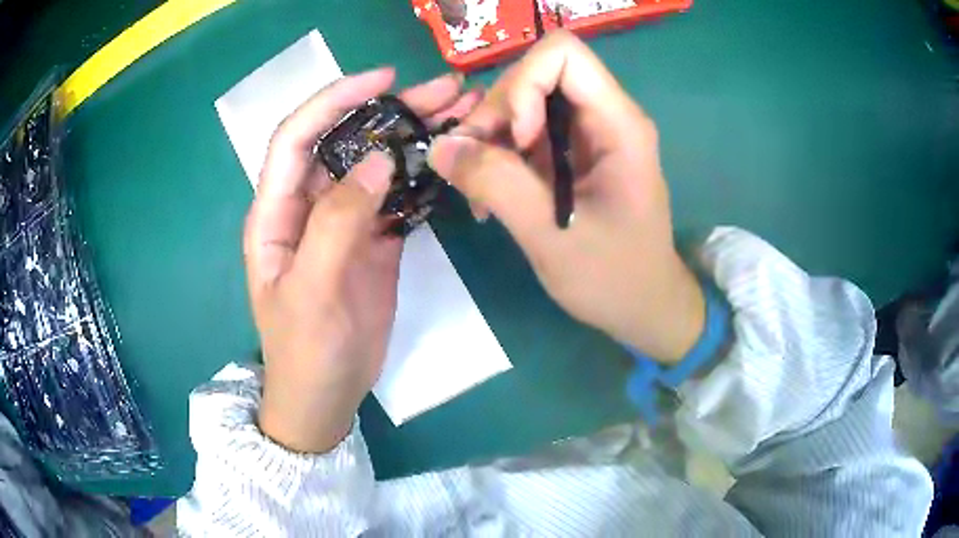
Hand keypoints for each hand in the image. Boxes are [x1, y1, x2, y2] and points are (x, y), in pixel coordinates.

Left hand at [246, 69, 480, 452]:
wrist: (326, 395)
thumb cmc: (305, 351)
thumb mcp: (312, 292)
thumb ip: (337, 223)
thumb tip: (378, 161)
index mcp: (276, 212)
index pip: (297, 138)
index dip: (334, 101)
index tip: (382, 80)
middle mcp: (307, 205)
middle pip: (345, 142)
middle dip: (390, 110)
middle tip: (445, 91)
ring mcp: (344, 221)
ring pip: (376, 164)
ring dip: (415, 136)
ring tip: (462, 113)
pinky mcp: (374, 239)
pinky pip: (398, 196)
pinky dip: (423, 175)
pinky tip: (453, 159)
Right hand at [429, 31, 703, 362]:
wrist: (644, 307)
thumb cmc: (613, 279)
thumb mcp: (551, 236)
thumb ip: (495, 184)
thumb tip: (440, 146)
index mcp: (619, 124)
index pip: (563, 54)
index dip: (524, 84)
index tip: (515, 139)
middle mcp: (606, 116)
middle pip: (536, 75)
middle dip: (496, 114)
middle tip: (476, 168)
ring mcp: (590, 134)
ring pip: (524, 103)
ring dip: (491, 139)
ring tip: (480, 191)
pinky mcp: (574, 153)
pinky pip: (527, 132)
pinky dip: (500, 156)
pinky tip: (491, 195)